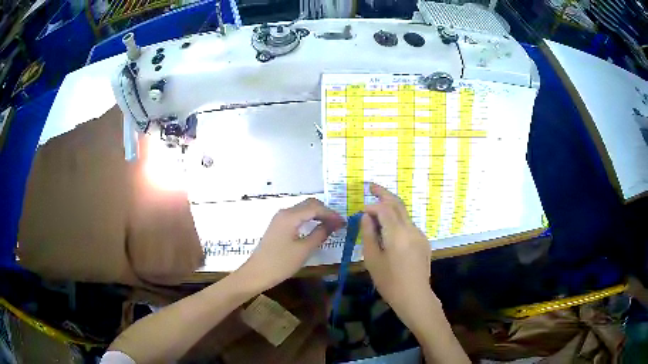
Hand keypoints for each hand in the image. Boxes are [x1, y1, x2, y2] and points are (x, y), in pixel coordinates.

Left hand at [238, 198, 345, 290]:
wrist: (257, 273)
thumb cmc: (281, 263)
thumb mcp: (304, 250)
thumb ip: (320, 233)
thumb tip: (334, 223)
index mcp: (290, 216)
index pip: (315, 207)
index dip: (331, 214)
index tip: (343, 223)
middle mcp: (284, 212)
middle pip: (309, 204)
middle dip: (325, 212)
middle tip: (338, 224)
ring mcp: (280, 218)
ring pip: (303, 209)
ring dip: (317, 214)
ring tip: (330, 226)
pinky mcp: (278, 226)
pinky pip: (297, 216)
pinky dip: (309, 219)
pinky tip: (316, 228)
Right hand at [361, 183, 435, 319]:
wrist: (414, 297)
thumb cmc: (389, 282)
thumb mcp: (372, 259)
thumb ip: (369, 234)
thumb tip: (366, 217)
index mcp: (397, 234)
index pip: (385, 209)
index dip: (372, 206)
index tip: (361, 211)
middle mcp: (411, 229)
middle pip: (398, 205)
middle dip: (384, 194)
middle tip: (372, 186)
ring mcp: (420, 235)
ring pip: (404, 214)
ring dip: (391, 207)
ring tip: (377, 208)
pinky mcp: (423, 241)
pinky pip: (409, 225)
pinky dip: (398, 220)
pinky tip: (389, 229)